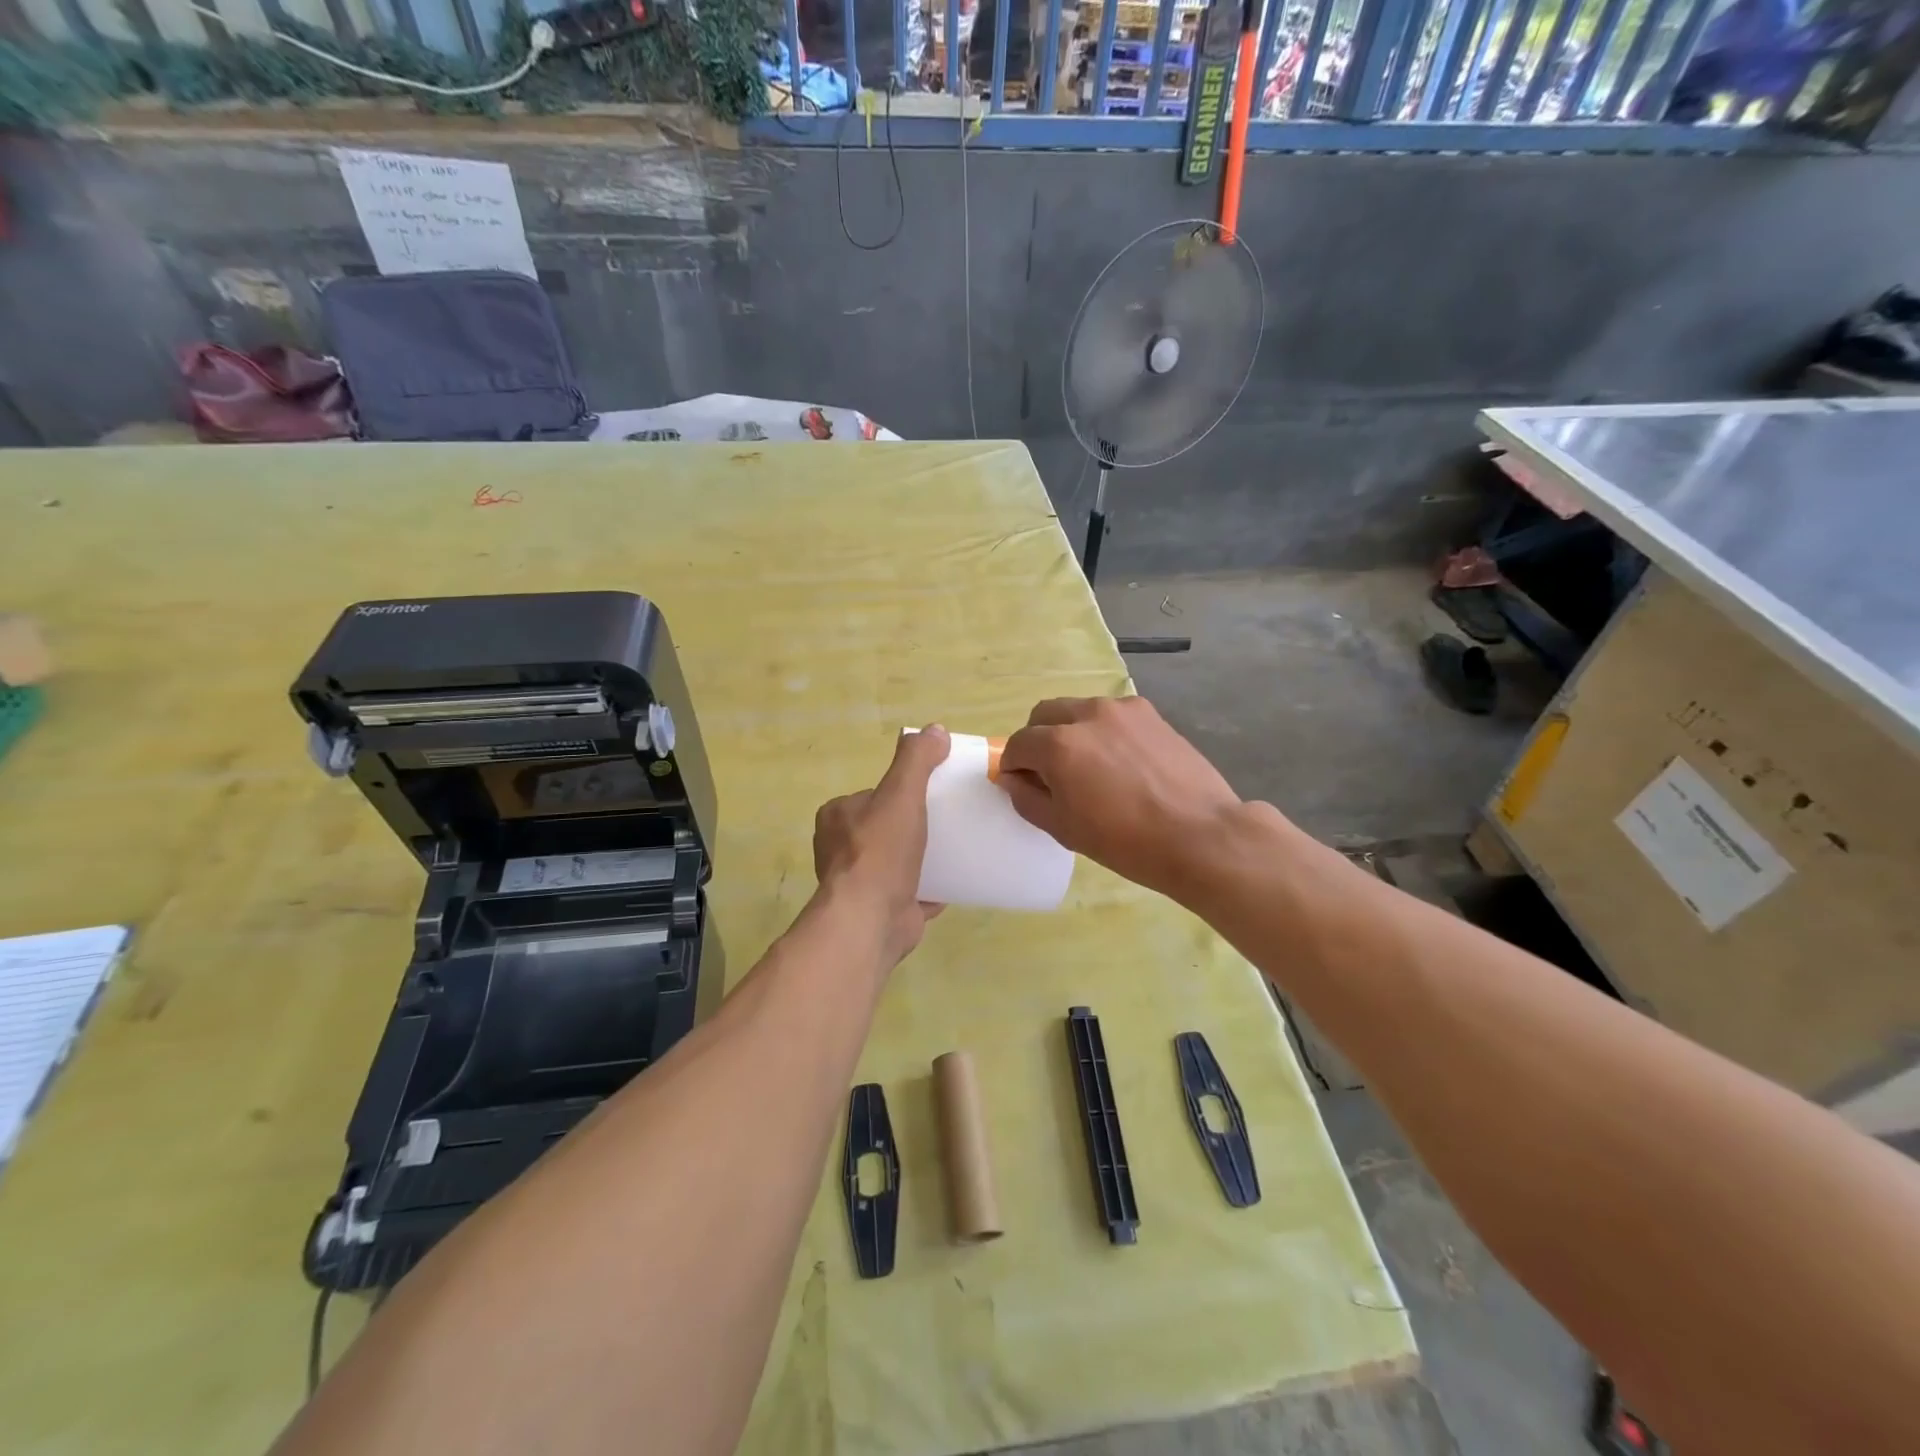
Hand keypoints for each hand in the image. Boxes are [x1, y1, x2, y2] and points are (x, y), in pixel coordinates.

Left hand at [812, 725, 949, 964]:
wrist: (870, 919)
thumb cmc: (880, 851)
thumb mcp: (901, 793)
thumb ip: (916, 760)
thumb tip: (934, 729)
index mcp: (837, 817)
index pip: (872, 796)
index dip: (899, 794)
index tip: (929, 796)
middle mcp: (839, 849)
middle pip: (884, 829)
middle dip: (910, 828)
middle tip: (946, 824)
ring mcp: (858, 884)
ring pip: (894, 863)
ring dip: (918, 860)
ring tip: (954, 851)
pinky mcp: (878, 911)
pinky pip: (909, 894)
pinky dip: (928, 889)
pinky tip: (953, 884)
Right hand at [999, 697, 1243, 900]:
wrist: (1200, 835)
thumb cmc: (1125, 841)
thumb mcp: (1064, 828)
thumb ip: (1027, 798)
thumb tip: (1011, 778)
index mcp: (1058, 744)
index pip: (1018, 744)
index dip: (1013, 765)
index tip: (1023, 785)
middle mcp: (1086, 714)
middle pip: (1044, 715)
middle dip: (1038, 740)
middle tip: (1051, 773)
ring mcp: (1122, 709)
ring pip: (1079, 710)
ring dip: (1071, 732)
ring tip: (1091, 767)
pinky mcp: (1150, 713)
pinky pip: (1112, 715)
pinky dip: (1104, 731)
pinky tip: (1122, 762)